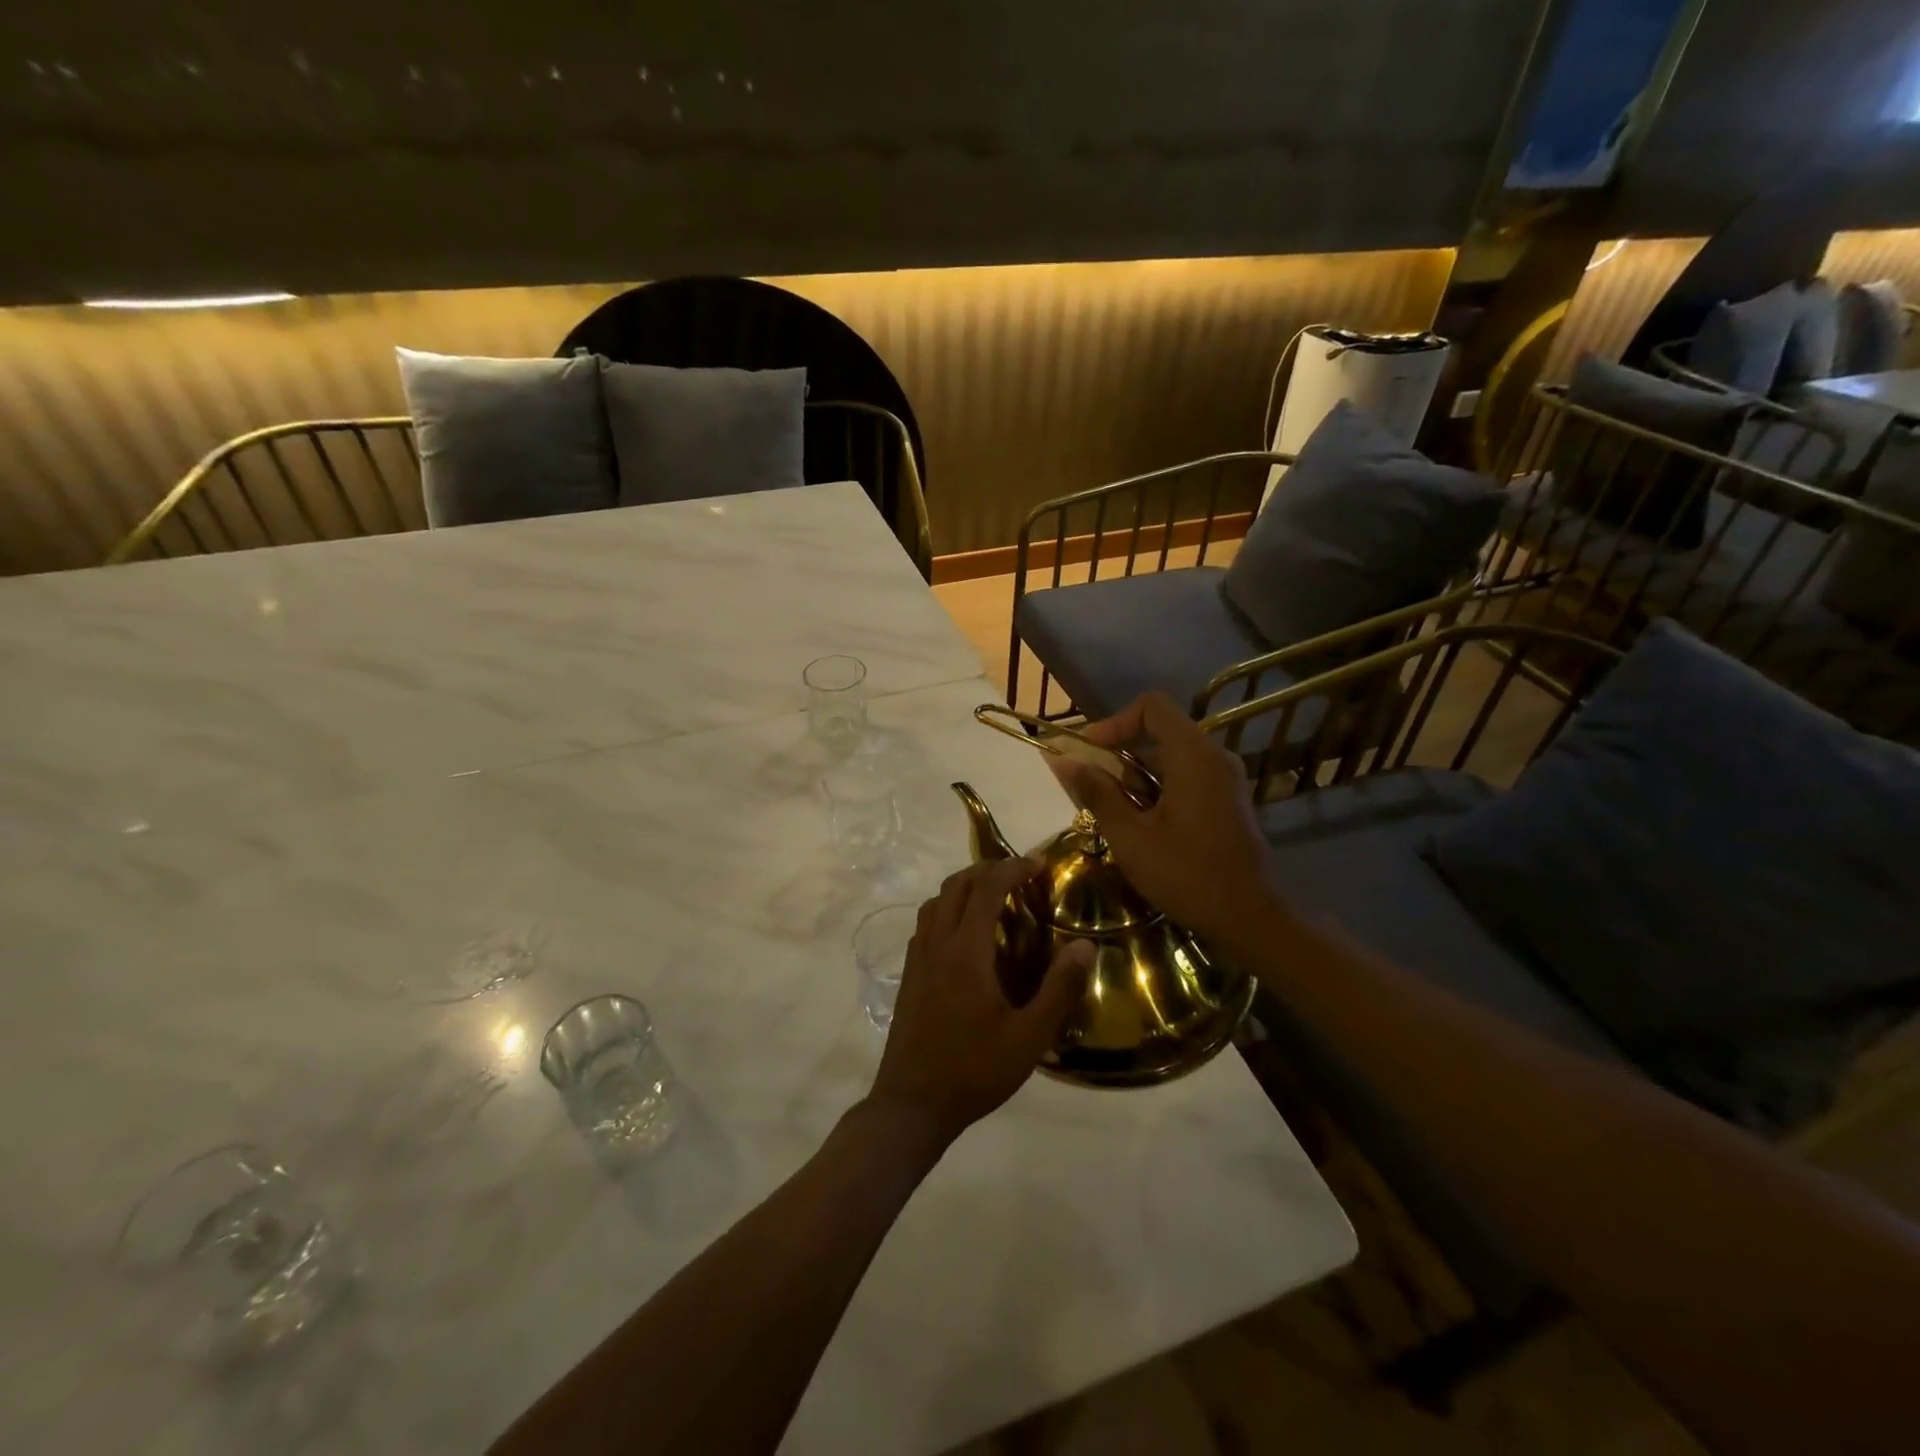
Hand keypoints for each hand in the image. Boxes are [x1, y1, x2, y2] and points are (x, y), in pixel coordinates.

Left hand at [866, 859, 1094, 1147]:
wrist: (912, 1104)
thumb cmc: (974, 1071)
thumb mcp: (1029, 1038)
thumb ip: (1059, 990)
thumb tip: (1085, 946)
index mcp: (966, 952)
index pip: (986, 889)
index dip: (1012, 868)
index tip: (1039, 864)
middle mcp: (937, 944)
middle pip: (956, 885)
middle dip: (988, 869)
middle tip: (1020, 875)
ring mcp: (918, 958)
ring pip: (936, 901)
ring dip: (964, 887)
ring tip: (993, 896)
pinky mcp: (909, 974)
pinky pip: (926, 923)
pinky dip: (947, 909)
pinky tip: (965, 933)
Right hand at [1051, 692, 1283, 947]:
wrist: (1250, 919)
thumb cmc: (1186, 875)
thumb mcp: (1130, 837)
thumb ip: (1097, 793)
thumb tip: (1065, 761)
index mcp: (1193, 756)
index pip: (1152, 706)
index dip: (1115, 722)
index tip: (1091, 752)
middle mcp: (1215, 757)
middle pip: (1161, 730)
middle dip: (1121, 753)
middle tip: (1094, 786)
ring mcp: (1226, 779)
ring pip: (1173, 756)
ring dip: (1138, 775)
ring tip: (1115, 812)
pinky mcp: (1229, 800)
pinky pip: (1188, 776)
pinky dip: (1160, 787)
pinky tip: (1144, 824)